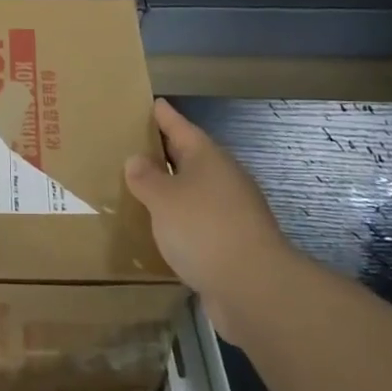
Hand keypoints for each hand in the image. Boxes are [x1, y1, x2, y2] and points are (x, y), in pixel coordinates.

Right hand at [125, 99, 287, 334]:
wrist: (254, 287)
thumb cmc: (204, 229)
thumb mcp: (163, 198)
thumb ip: (146, 178)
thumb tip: (137, 160)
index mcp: (207, 157)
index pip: (180, 127)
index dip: (165, 115)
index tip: (153, 102)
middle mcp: (223, 178)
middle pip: (191, 157)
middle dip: (167, 152)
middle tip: (138, 145)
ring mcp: (233, 211)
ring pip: (196, 191)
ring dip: (174, 189)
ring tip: (145, 189)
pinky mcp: (235, 243)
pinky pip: (201, 221)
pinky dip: (182, 220)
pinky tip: (164, 230)